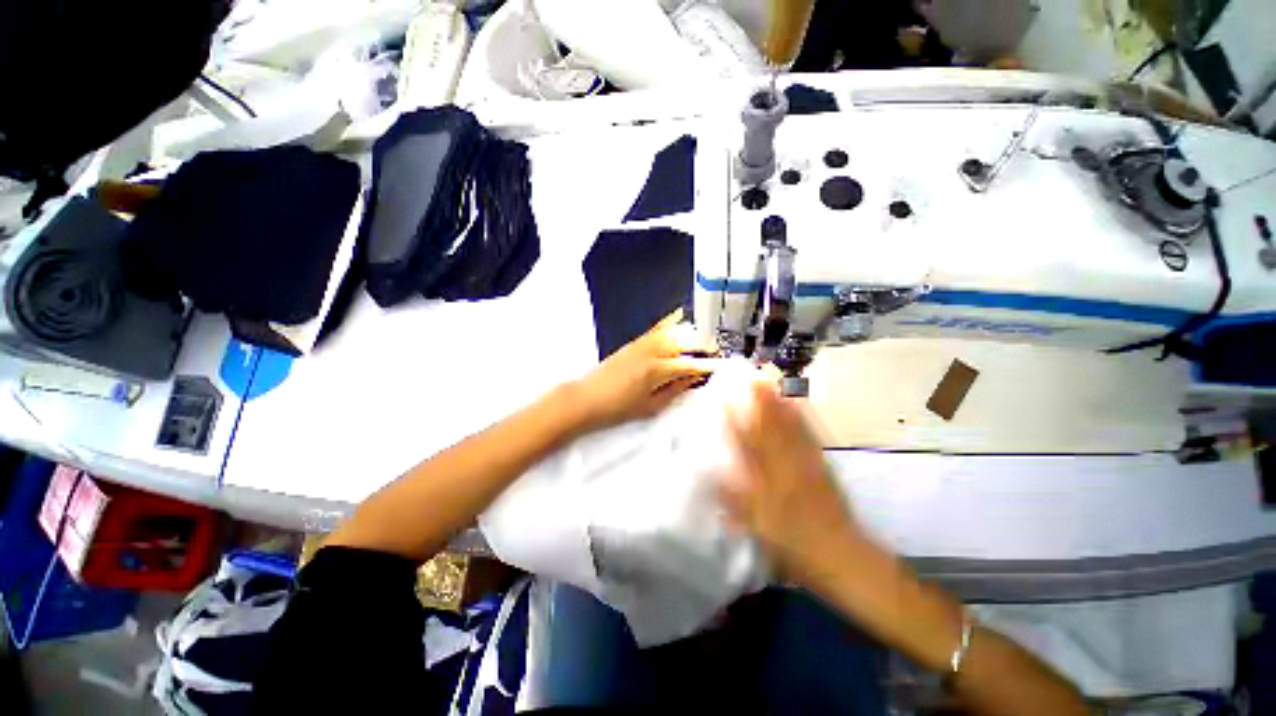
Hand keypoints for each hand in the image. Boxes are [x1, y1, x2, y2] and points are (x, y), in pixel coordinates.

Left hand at [571, 310, 718, 429]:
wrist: (588, 397)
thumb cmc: (619, 407)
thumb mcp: (651, 406)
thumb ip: (675, 389)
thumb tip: (694, 378)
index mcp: (657, 370)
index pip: (690, 364)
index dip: (708, 365)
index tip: (720, 366)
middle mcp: (652, 351)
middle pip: (685, 342)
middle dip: (704, 346)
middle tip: (715, 353)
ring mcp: (643, 343)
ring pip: (674, 331)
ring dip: (692, 335)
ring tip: (704, 342)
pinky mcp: (635, 341)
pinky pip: (657, 327)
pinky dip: (671, 321)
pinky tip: (680, 315)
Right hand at [718, 382, 865, 589]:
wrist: (841, 555)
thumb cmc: (793, 545)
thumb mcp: (758, 528)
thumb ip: (733, 501)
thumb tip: (711, 475)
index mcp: (766, 482)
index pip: (746, 446)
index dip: (733, 421)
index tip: (723, 400)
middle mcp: (785, 468)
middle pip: (769, 430)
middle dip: (758, 404)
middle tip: (750, 378)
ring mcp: (806, 464)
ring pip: (789, 429)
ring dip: (778, 405)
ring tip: (770, 383)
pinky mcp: (822, 465)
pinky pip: (809, 436)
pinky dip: (802, 417)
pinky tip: (798, 404)